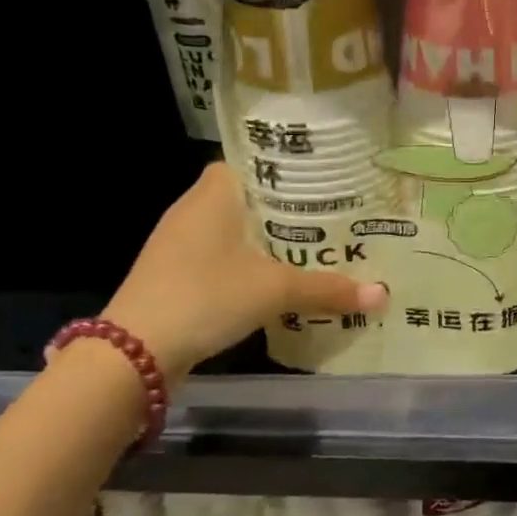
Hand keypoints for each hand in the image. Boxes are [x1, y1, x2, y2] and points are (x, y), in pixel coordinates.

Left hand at [102, 163, 385, 376]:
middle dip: (285, 208)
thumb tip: (382, 295)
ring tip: (313, 246)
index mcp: (214, 194)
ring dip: (265, 239)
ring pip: (233, 229)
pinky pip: (219, 257)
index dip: (285, 169)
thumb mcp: (275, 289)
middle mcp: (192, 210)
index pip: (251, 162)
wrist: (134, 353)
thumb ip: (328, 289)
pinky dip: (246, 263)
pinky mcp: (173, 275)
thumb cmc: (206, 296)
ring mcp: (177, 245)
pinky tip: (275, 279)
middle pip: (247, 197)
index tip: (322, 180)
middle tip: (330, 215)